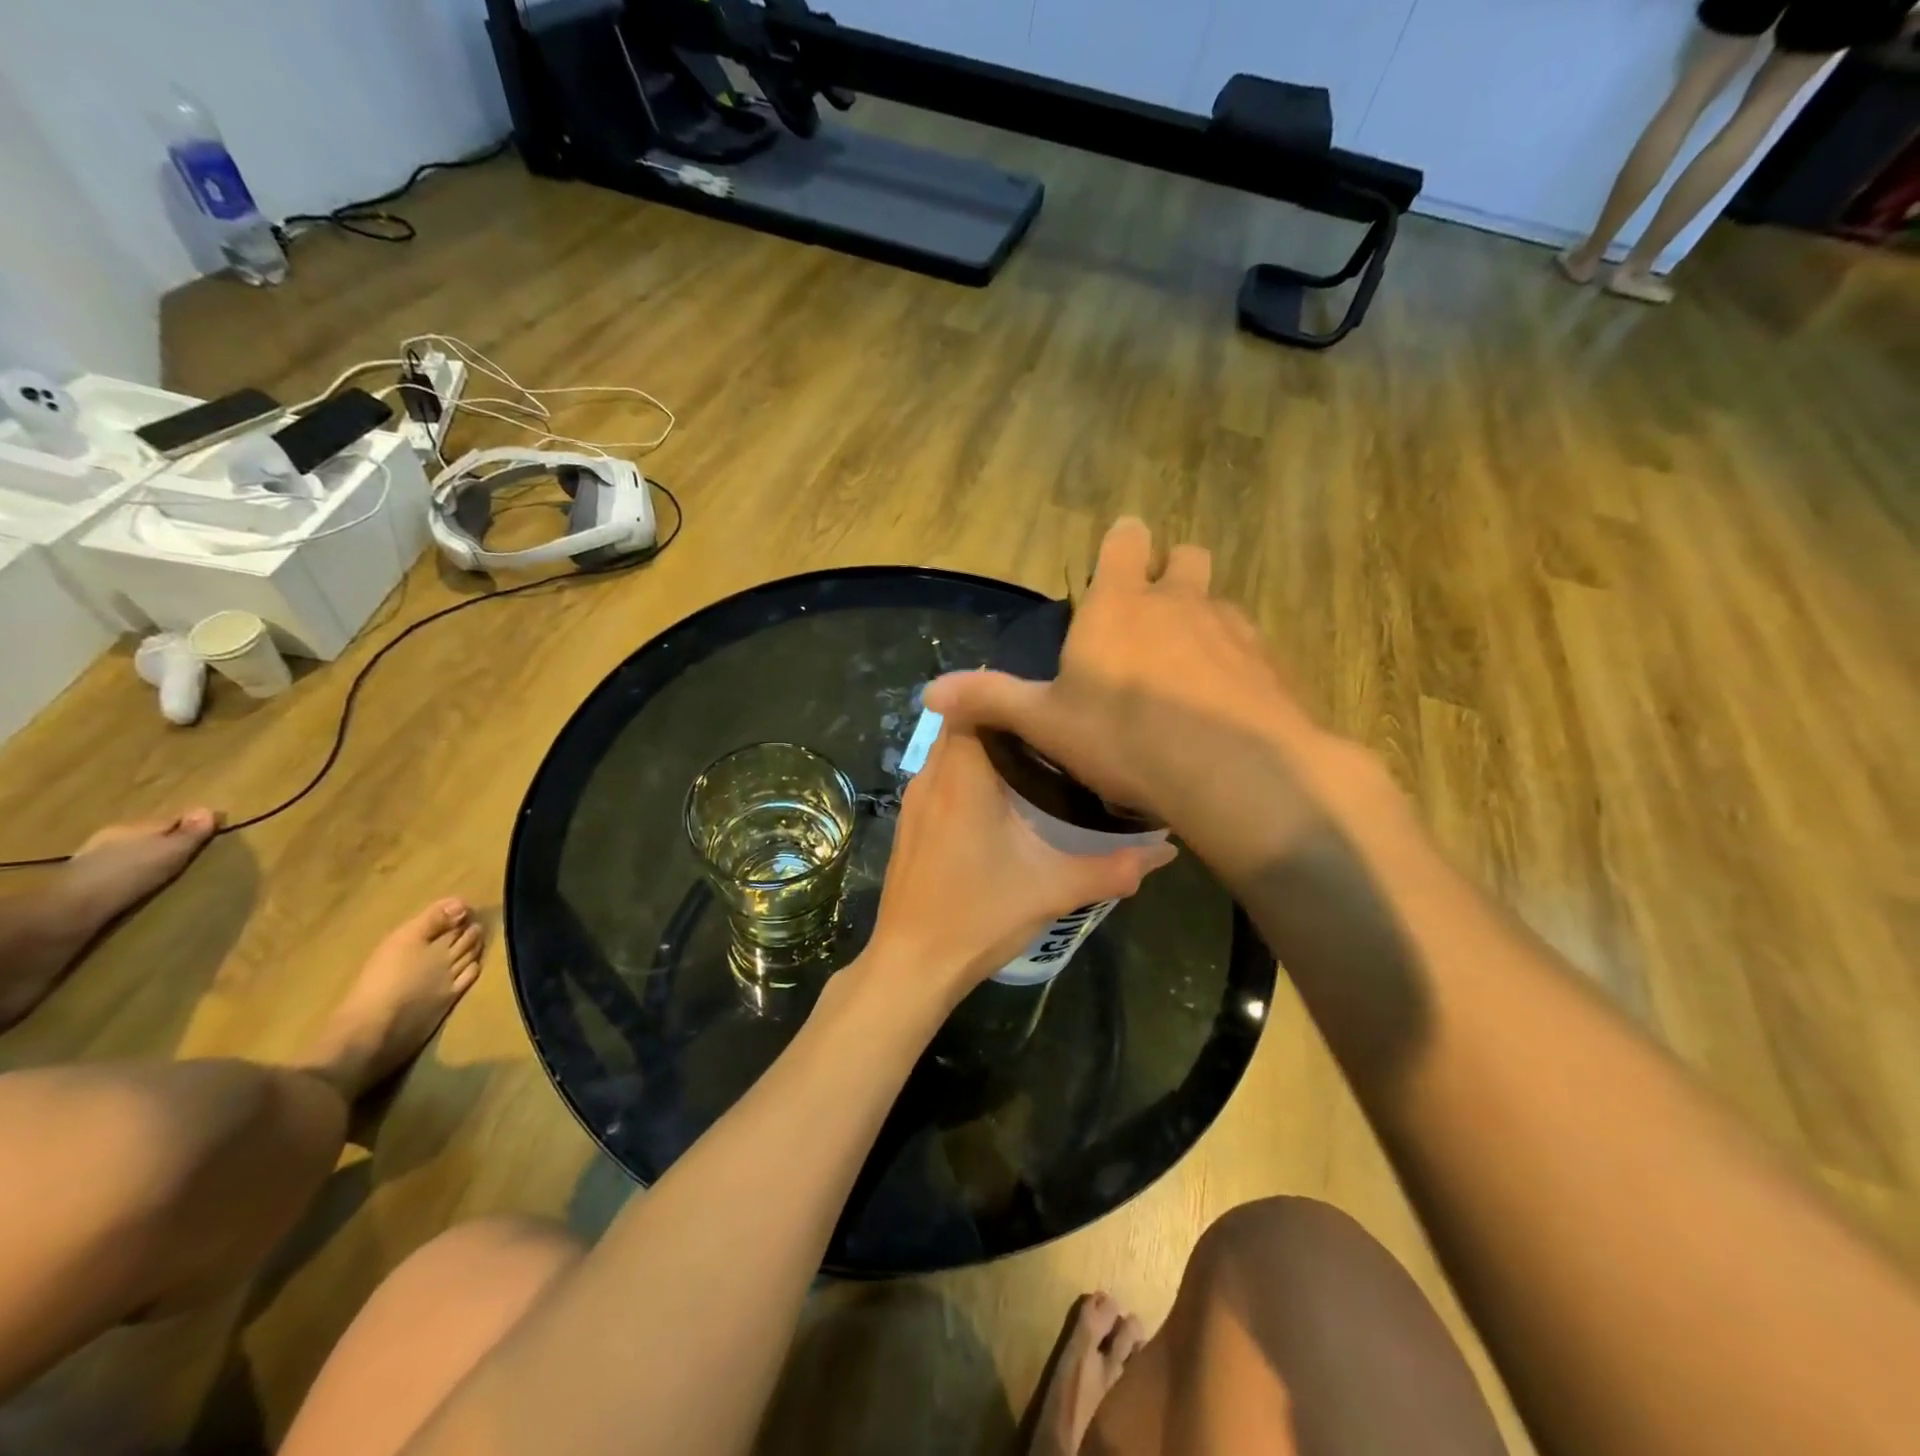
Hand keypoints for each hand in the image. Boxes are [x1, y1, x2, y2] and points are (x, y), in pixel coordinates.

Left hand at [862, 718, 1174, 1002]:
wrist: (912, 965)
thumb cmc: (979, 917)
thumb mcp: (1053, 889)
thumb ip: (1114, 868)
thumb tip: (1165, 850)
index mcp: (961, 776)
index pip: (974, 703)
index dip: (1010, 697)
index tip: (1050, 707)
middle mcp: (931, 777)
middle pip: (965, 724)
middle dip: (1005, 723)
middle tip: (1054, 735)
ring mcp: (914, 801)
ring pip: (950, 752)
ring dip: (985, 750)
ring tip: (1036, 762)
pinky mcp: (910, 823)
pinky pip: (940, 779)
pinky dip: (968, 776)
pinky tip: (1002, 803)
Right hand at [926, 518, 1389, 883]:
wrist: (1232, 772)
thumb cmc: (1124, 737)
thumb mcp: (1046, 723)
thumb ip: (990, 700)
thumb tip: (929, 692)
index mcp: (1120, 604)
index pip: (1126, 539)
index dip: (1121, 545)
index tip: (1112, 569)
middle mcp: (1180, 601)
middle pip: (1186, 556)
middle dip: (1171, 574)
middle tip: (1150, 620)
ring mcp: (1231, 628)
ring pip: (1219, 602)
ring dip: (1202, 622)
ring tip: (1185, 672)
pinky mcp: (1269, 664)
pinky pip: (1250, 648)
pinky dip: (1234, 664)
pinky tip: (1221, 707)